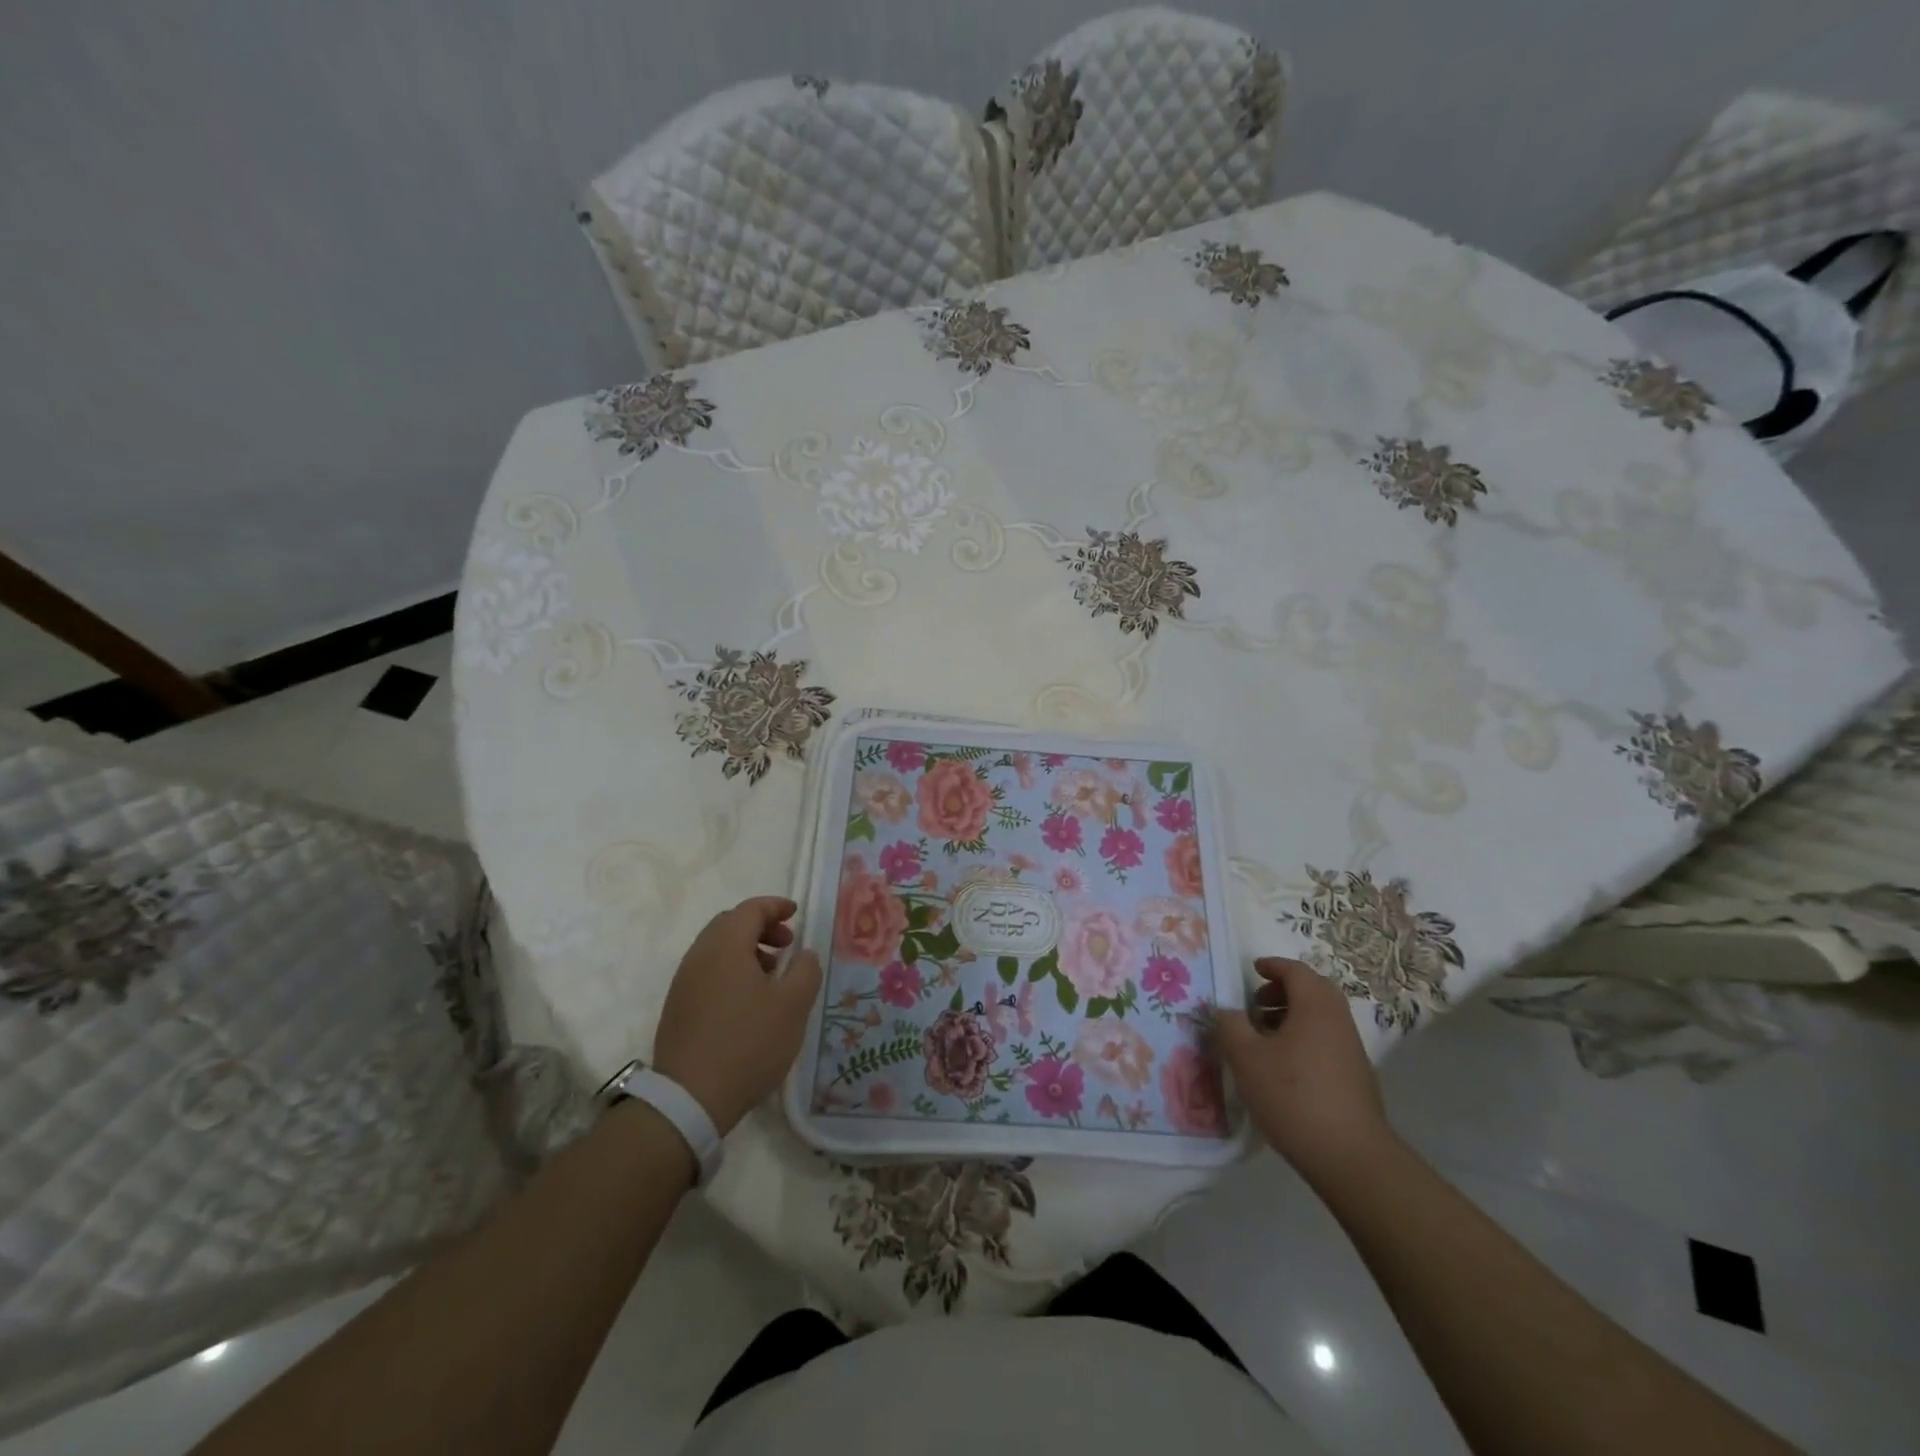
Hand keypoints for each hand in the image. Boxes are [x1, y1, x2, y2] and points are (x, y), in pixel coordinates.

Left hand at [651, 897, 822, 1135]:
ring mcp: (683, 983)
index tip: (796, 913)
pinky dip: (731, 970)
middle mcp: (699, 956)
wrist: (690, 1099)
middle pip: (730, 924)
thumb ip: (806, 970)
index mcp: (725, 946)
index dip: (775, 906)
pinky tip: (748, 1000)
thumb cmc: (748, 1043)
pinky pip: (707, 972)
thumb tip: (804, 954)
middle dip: (761, 927)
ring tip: (772, 975)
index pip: (751, 909)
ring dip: (746, 950)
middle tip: (787, 945)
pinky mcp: (677, 1008)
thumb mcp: (793, 1005)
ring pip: (717, 949)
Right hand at [1217, 956, 1392, 1180]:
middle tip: (1256, 1003)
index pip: (1296, 971)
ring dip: (1292, 1016)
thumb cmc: (1293, 1095)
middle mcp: (1338, 1021)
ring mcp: (1351, 1050)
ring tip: (1263, 1036)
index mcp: (1315, 1007)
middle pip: (1313, 991)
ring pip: (1320, 1017)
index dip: (1273, 966)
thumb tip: (1226, 1010)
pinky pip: (1326, 1040)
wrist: (1350, 1156)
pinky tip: (1283, 1066)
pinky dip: (1304, 1038)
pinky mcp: (1356, 1077)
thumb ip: (1231, 1026)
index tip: (1252, 970)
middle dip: (1283, 990)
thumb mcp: (1246, 1057)